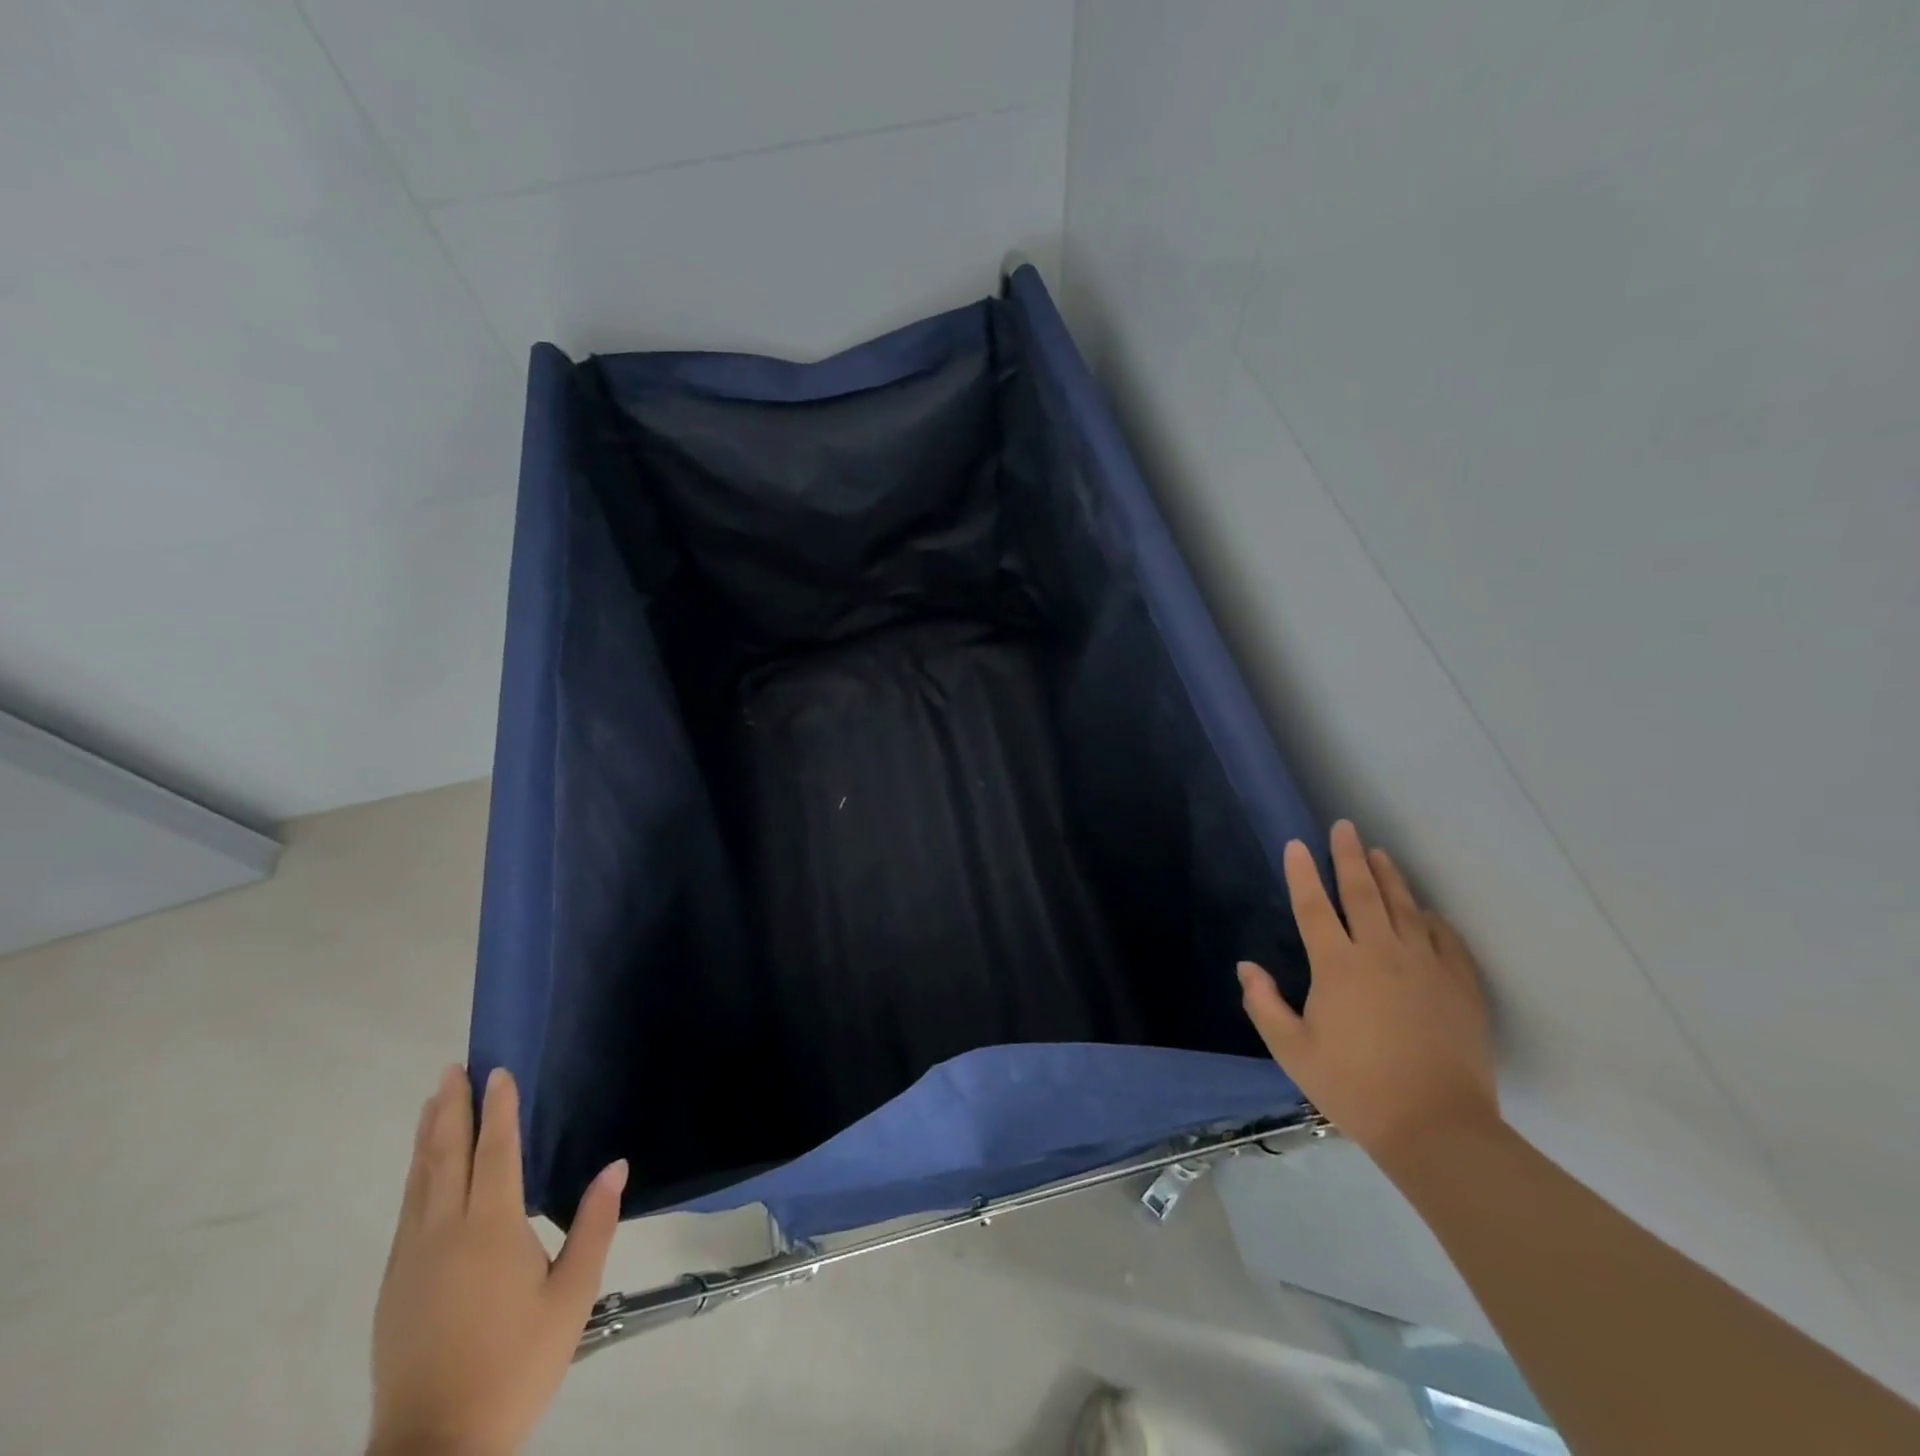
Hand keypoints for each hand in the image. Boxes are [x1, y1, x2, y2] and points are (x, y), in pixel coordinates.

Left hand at [369, 1066, 626, 1455]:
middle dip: (450, 1109)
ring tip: (433, 1101)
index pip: (495, 1152)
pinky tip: (421, 1169)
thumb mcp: (572, 1296)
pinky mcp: (394, 1285)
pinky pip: (406, 1210)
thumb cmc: (516, 1363)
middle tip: (451, 1068)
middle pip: (445, 1156)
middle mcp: (444, 1233)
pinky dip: (415, 1175)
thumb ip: (594, 1225)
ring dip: (427, 1136)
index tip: (497, 1071)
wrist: (436, 1446)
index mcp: (490, 1230)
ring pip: (418, 1181)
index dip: (497, 1109)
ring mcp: (411, 1259)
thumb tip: (617, 1166)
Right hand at [1239, 820, 1498, 1166]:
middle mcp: (1382, 954)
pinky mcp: (1460, 987)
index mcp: (1338, 967)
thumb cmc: (1354, 1087)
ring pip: (1405, 908)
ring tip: (1379, 852)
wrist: (1437, 1127)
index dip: (1302, 873)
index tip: (1296, 844)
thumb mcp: (1293, 1051)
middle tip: (1344, 827)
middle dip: (1349, 856)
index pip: (1314, 907)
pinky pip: (1446, 939)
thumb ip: (1264, 1005)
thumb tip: (1246, 966)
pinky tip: (1426, 912)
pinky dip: (1432, 919)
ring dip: (1390, 877)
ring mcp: (1426, 967)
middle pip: (1363, 893)